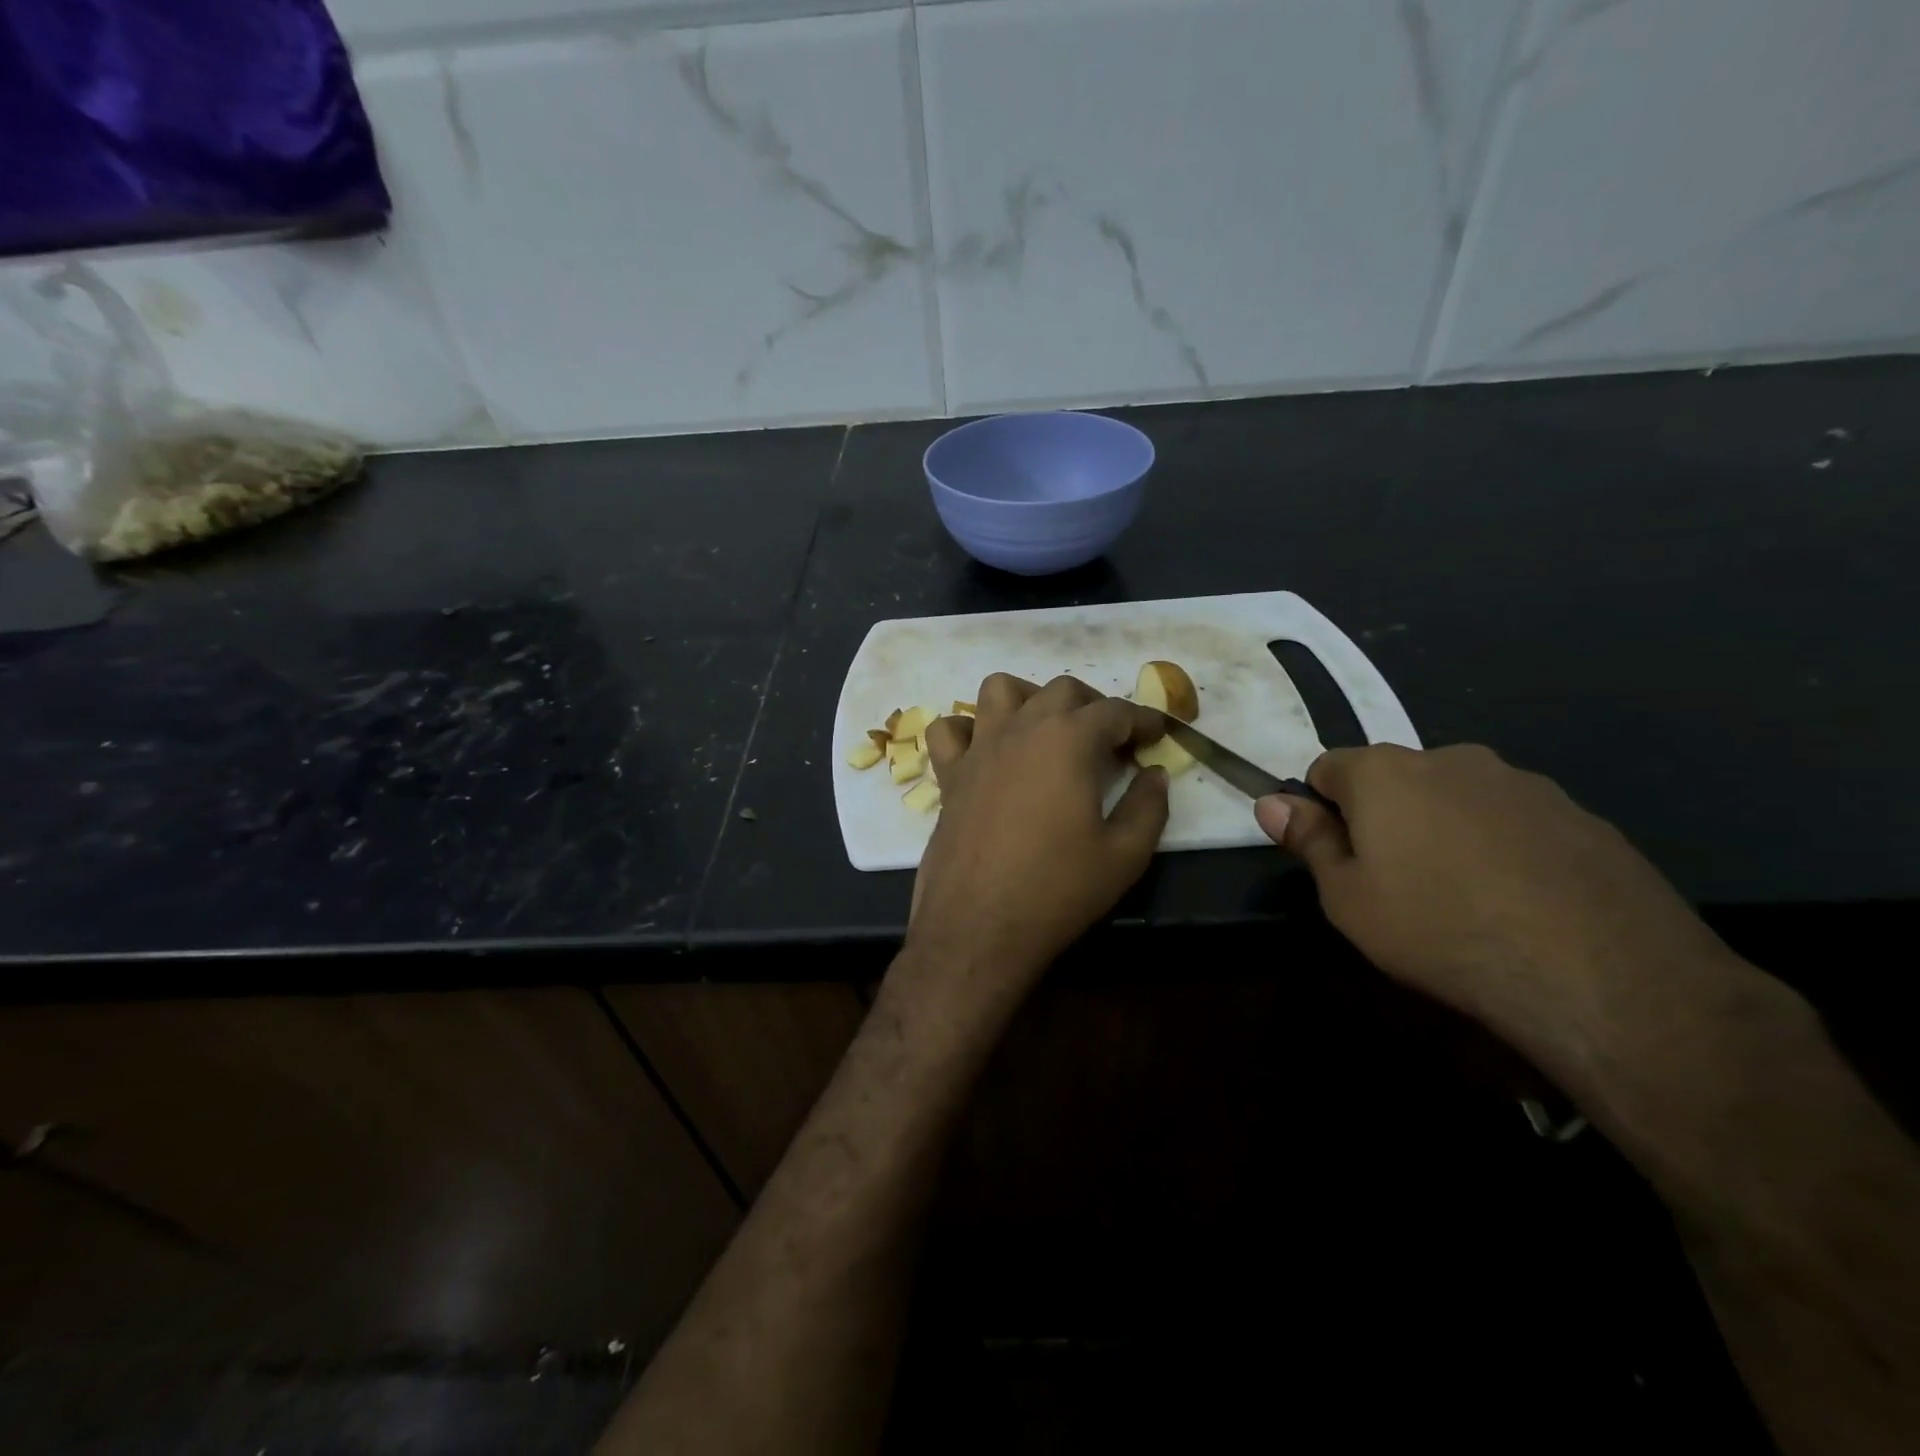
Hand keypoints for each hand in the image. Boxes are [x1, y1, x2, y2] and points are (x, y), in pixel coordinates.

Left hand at [897, 674, 1168, 1030]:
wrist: (979, 927)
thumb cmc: (1057, 890)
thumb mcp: (1125, 856)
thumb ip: (1148, 807)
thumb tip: (1154, 775)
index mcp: (1069, 740)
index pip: (1115, 711)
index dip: (1143, 720)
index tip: (1158, 736)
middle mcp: (1021, 729)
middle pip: (1061, 690)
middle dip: (1094, 705)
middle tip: (1111, 741)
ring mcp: (979, 749)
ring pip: (1000, 690)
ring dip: (1030, 698)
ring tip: (1048, 731)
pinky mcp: (949, 775)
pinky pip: (950, 730)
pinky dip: (968, 729)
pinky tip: (987, 752)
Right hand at [1255, 744, 1730, 1042]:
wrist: (1601, 973)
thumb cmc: (1440, 930)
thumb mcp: (1348, 898)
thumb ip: (1309, 841)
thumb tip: (1270, 801)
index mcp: (1385, 773)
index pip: (1328, 767)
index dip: (1322, 809)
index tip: (1337, 856)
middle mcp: (1451, 758)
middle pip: (1395, 778)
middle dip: (1385, 816)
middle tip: (1396, 882)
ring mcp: (1522, 782)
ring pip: (1457, 797)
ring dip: (1445, 829)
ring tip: (1464, 897)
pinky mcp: (1578, 814)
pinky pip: (1513, 820)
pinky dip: (1502, 846)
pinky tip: (1519, 901)